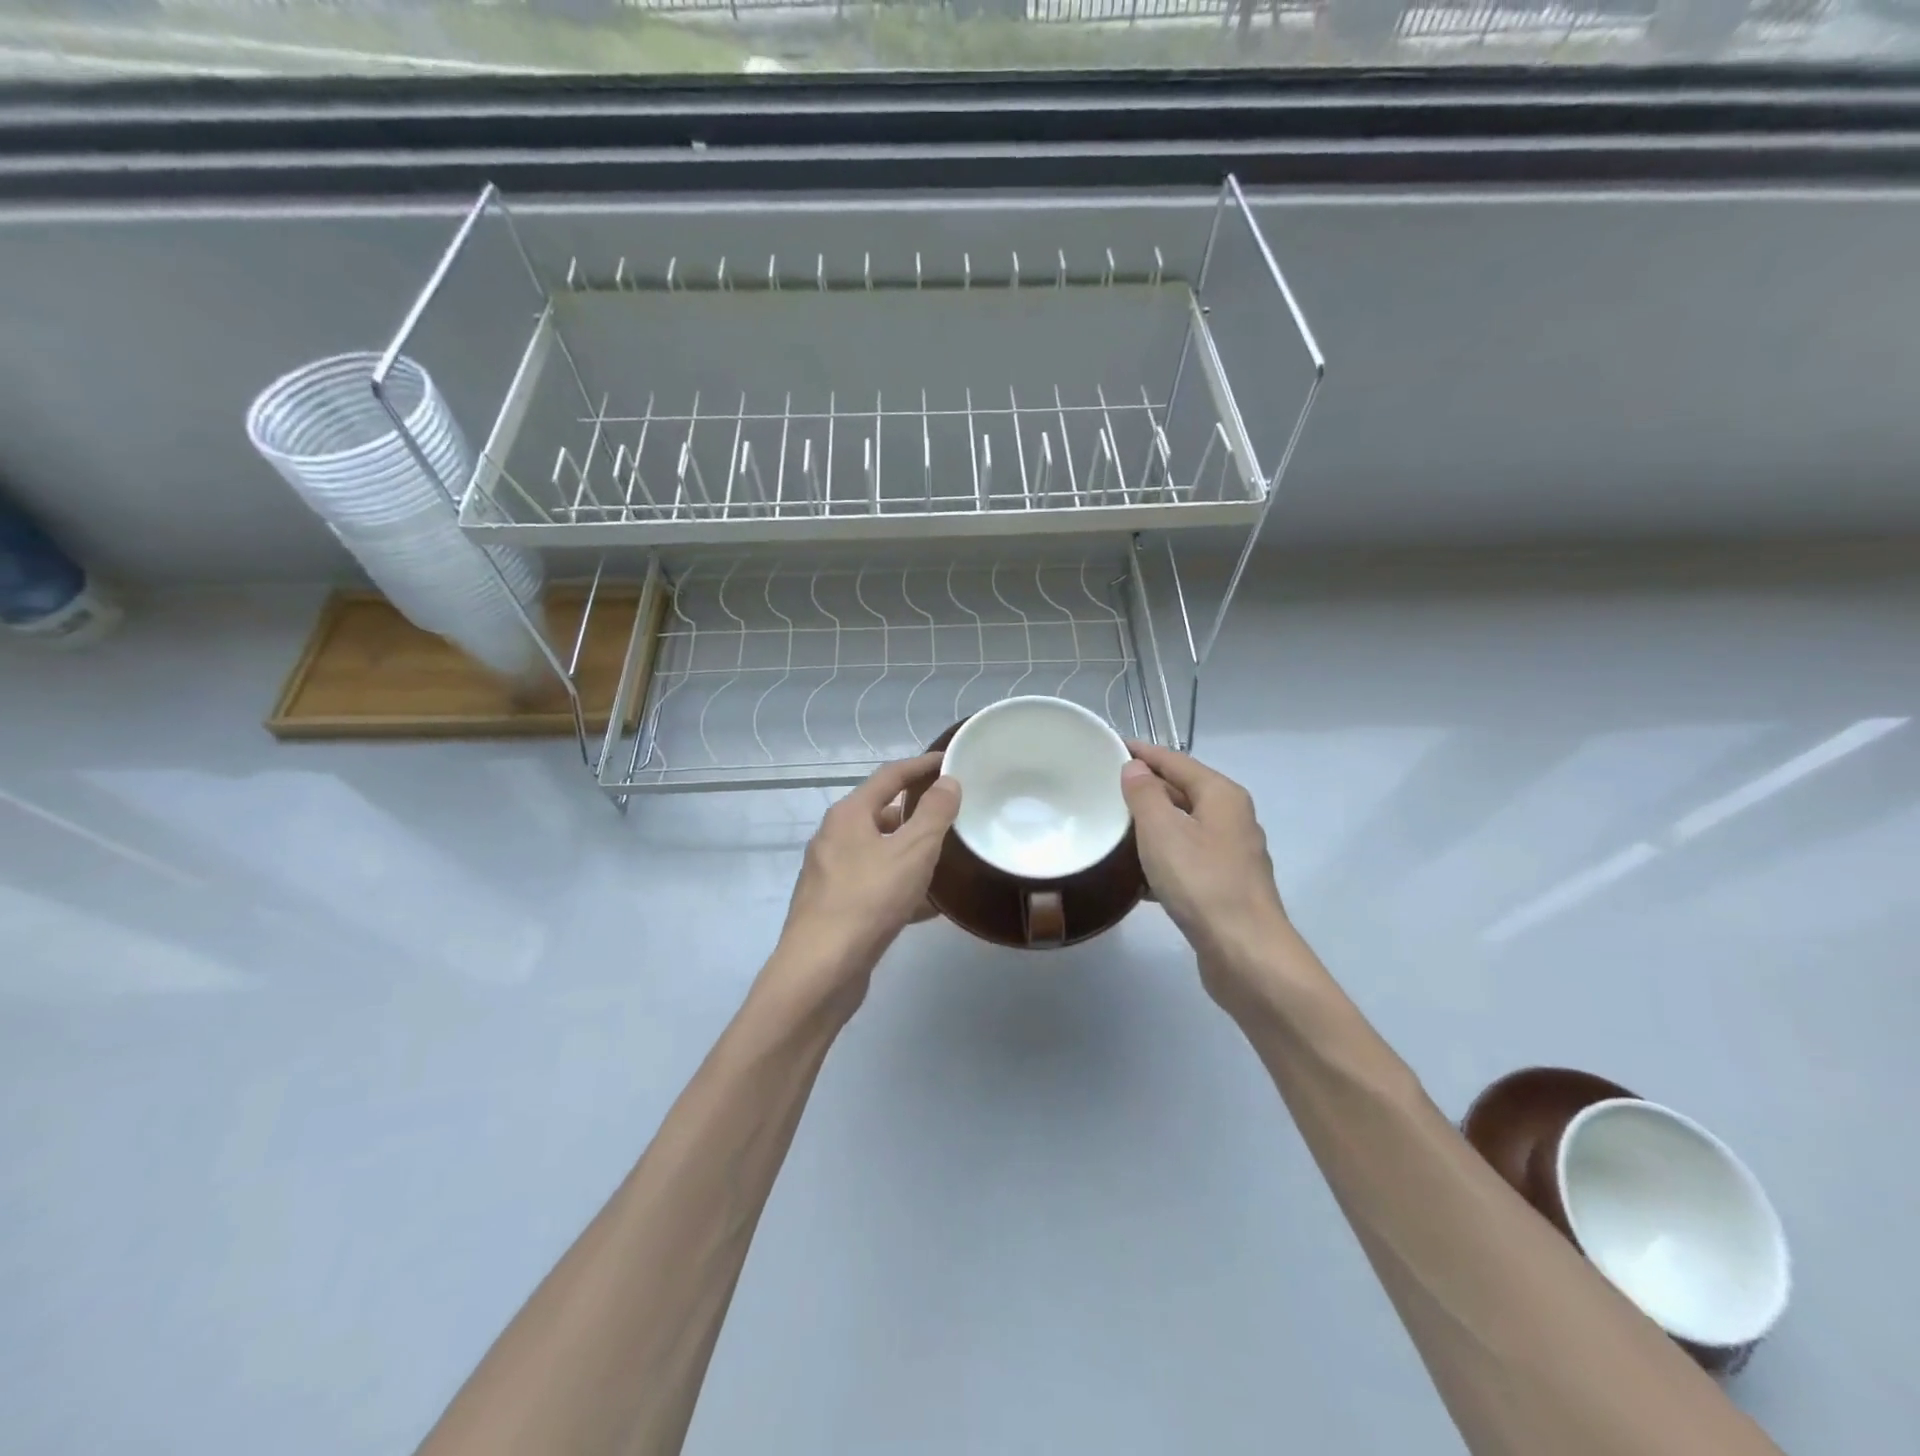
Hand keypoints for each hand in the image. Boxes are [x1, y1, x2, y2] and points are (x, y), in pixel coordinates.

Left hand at [763, 753, 960, 1018]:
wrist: (821, 970)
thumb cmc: (868, 900)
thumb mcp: (913, 851)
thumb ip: (934, 814)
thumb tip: (948, 781)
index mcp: (848, 815)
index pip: (889, 776)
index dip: (920, 766)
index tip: (948, 761)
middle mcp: (833, 838)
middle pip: (881, 814)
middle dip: (916, 813)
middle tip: (952, 814)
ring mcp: (830, 875)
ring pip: (879, 853)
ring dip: (910, 852)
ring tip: (946, 859)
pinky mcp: (834, 907)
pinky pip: (875, 886)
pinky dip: (901, 886)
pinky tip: (928, 906)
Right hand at [1120, 741, 1294, 1010]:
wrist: (1245, 953)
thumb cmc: (1202, 882)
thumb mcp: (1163, 831)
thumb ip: (1145, 794)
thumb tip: (1135, 768)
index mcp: (1221, 796)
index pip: (1175, 760)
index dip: (1142, 753)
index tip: (1109, 746)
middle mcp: (1231, 819)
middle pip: (1182, 792)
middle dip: (1145, 789)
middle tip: (1102, 788)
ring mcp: (1230, 855)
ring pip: (1182, 829)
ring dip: (1150, 827)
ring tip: (1111, 828)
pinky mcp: (1223, 887)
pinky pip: (1185, 861)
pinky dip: (1160, 860)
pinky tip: (1134, 876)